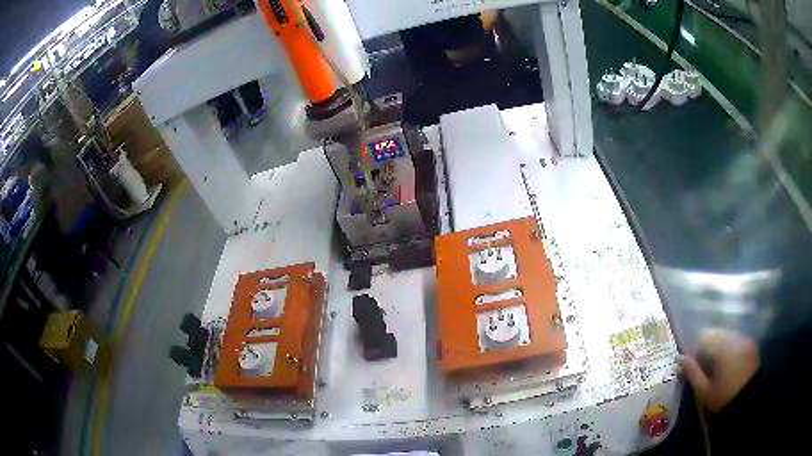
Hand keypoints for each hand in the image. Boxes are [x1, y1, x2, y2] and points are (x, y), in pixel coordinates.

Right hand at [678, 329, 759, 412]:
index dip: (695, 351)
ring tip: (717, 367)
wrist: (749, 399)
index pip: (703, 338)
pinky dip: (730, 348)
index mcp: (721, 347)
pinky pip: (736, 340)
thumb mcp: (705, 391)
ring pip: (727, 336)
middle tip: (704, 367)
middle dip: (708, 348)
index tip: (692, 366)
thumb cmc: (724, 397)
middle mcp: (733, 337)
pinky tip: (729, 364)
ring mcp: (744, 338)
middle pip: (716, 334)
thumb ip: (693, 373)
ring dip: (719, 347)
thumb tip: (681, 358)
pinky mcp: (751, 343)